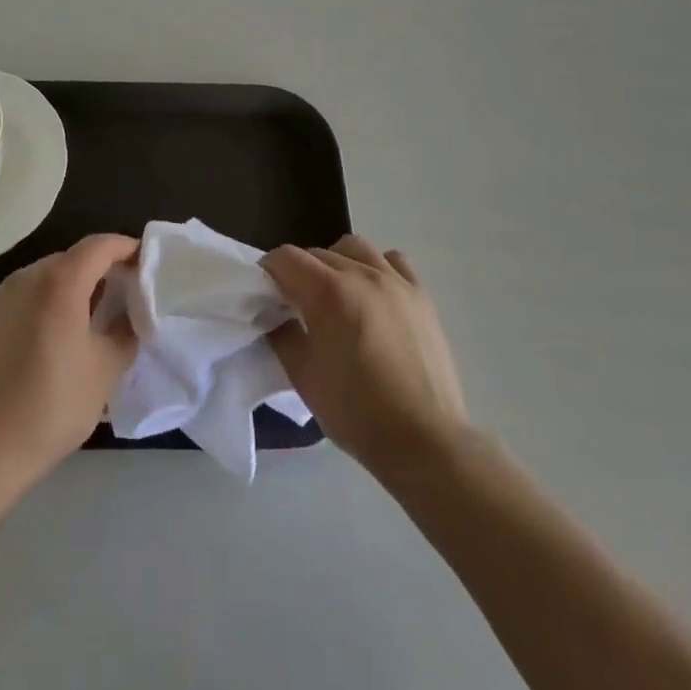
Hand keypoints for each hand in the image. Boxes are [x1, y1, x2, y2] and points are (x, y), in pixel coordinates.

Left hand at [0, 234, 138, 500]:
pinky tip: (57, 332)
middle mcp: (27, 277)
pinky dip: (49, 300)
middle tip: (124, 292)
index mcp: (59, 283)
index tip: (145, 262)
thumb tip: (131, 311)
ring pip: (48, 275)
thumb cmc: (54, 405)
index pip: (99, 246)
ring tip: (93, 313)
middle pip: (73, 258)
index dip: (125, 247)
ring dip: (74, 284)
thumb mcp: (106, 369)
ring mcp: (2, 296)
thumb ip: (126, 329)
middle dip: (101, 267)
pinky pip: (27, 294)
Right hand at [262, 235, 468, 478]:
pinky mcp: (421, 294)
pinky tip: (373, 295)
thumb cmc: (357, 413)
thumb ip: (282, 335)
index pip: (286, 257)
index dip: (269, 270)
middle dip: (300, 271)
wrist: (425, 441)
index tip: (266, 292)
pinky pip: (392, 261)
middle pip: (318, 253)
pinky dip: (376, 268)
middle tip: (297, 303)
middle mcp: (361, 274)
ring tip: (337, 294)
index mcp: (328, 292)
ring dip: (337, 262)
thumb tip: (275, 314)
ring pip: (355, 248)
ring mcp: (395, 281)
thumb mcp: (303, 377)